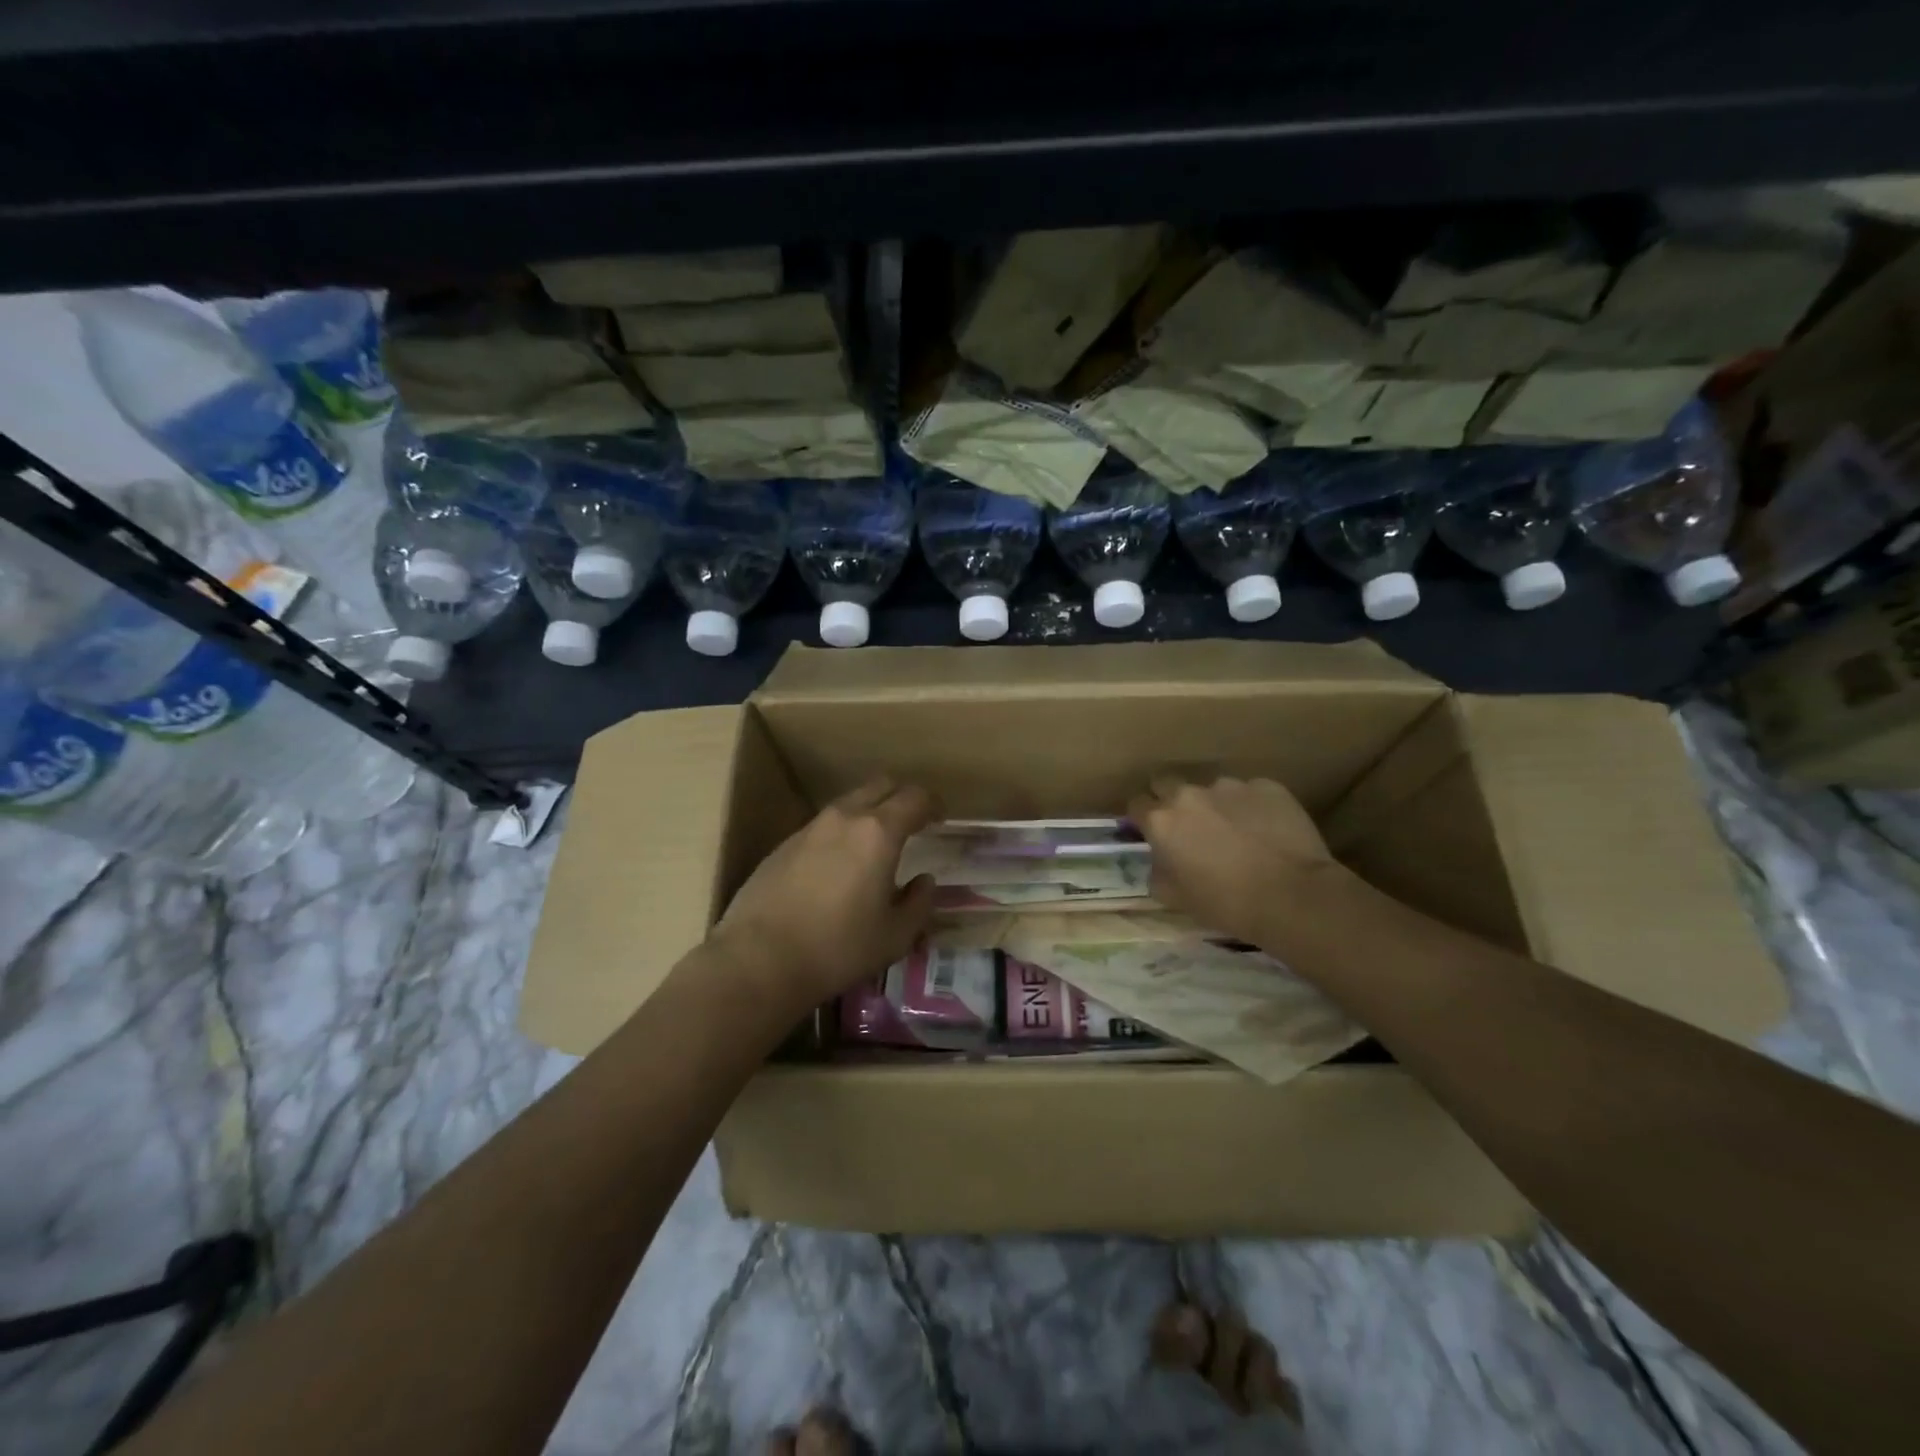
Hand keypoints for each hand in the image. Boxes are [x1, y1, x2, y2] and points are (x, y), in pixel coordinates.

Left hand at [709, 778, 939, 1012]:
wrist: (758, 960)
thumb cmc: (838, 948)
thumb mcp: (895, 936)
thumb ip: (919, 903)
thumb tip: (924, 881)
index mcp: (879, 832)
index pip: (915, 797)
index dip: (933, 804)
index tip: (940, 819)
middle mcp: (845, 818)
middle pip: (881, 785)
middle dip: (902, 797)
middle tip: (912, 823)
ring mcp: (810, 828)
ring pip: (849, 802)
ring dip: (870, 813)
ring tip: (876, 846)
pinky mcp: (784, 844)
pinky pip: (824, 825)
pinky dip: (841, 832)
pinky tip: (838, 867)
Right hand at [1128, 776, 1335, 943]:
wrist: (1292, 896)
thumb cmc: (1226, 903)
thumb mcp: (1175, 898)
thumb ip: (1157, 872)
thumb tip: (1160, 861)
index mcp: (1162, 821)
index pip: (1137, 804)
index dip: (1143, 819)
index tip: (1153, 833)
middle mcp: (1189, 795)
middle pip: (1167, 783)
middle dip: (1171, 800)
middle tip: (1189, 827)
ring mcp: (1230, 786)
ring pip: (1212, 789)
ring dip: (1216, 805)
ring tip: (1237, 832)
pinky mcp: (1267, 786)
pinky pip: (1251, 793)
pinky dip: (1252, 807)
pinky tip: (1267, 831)